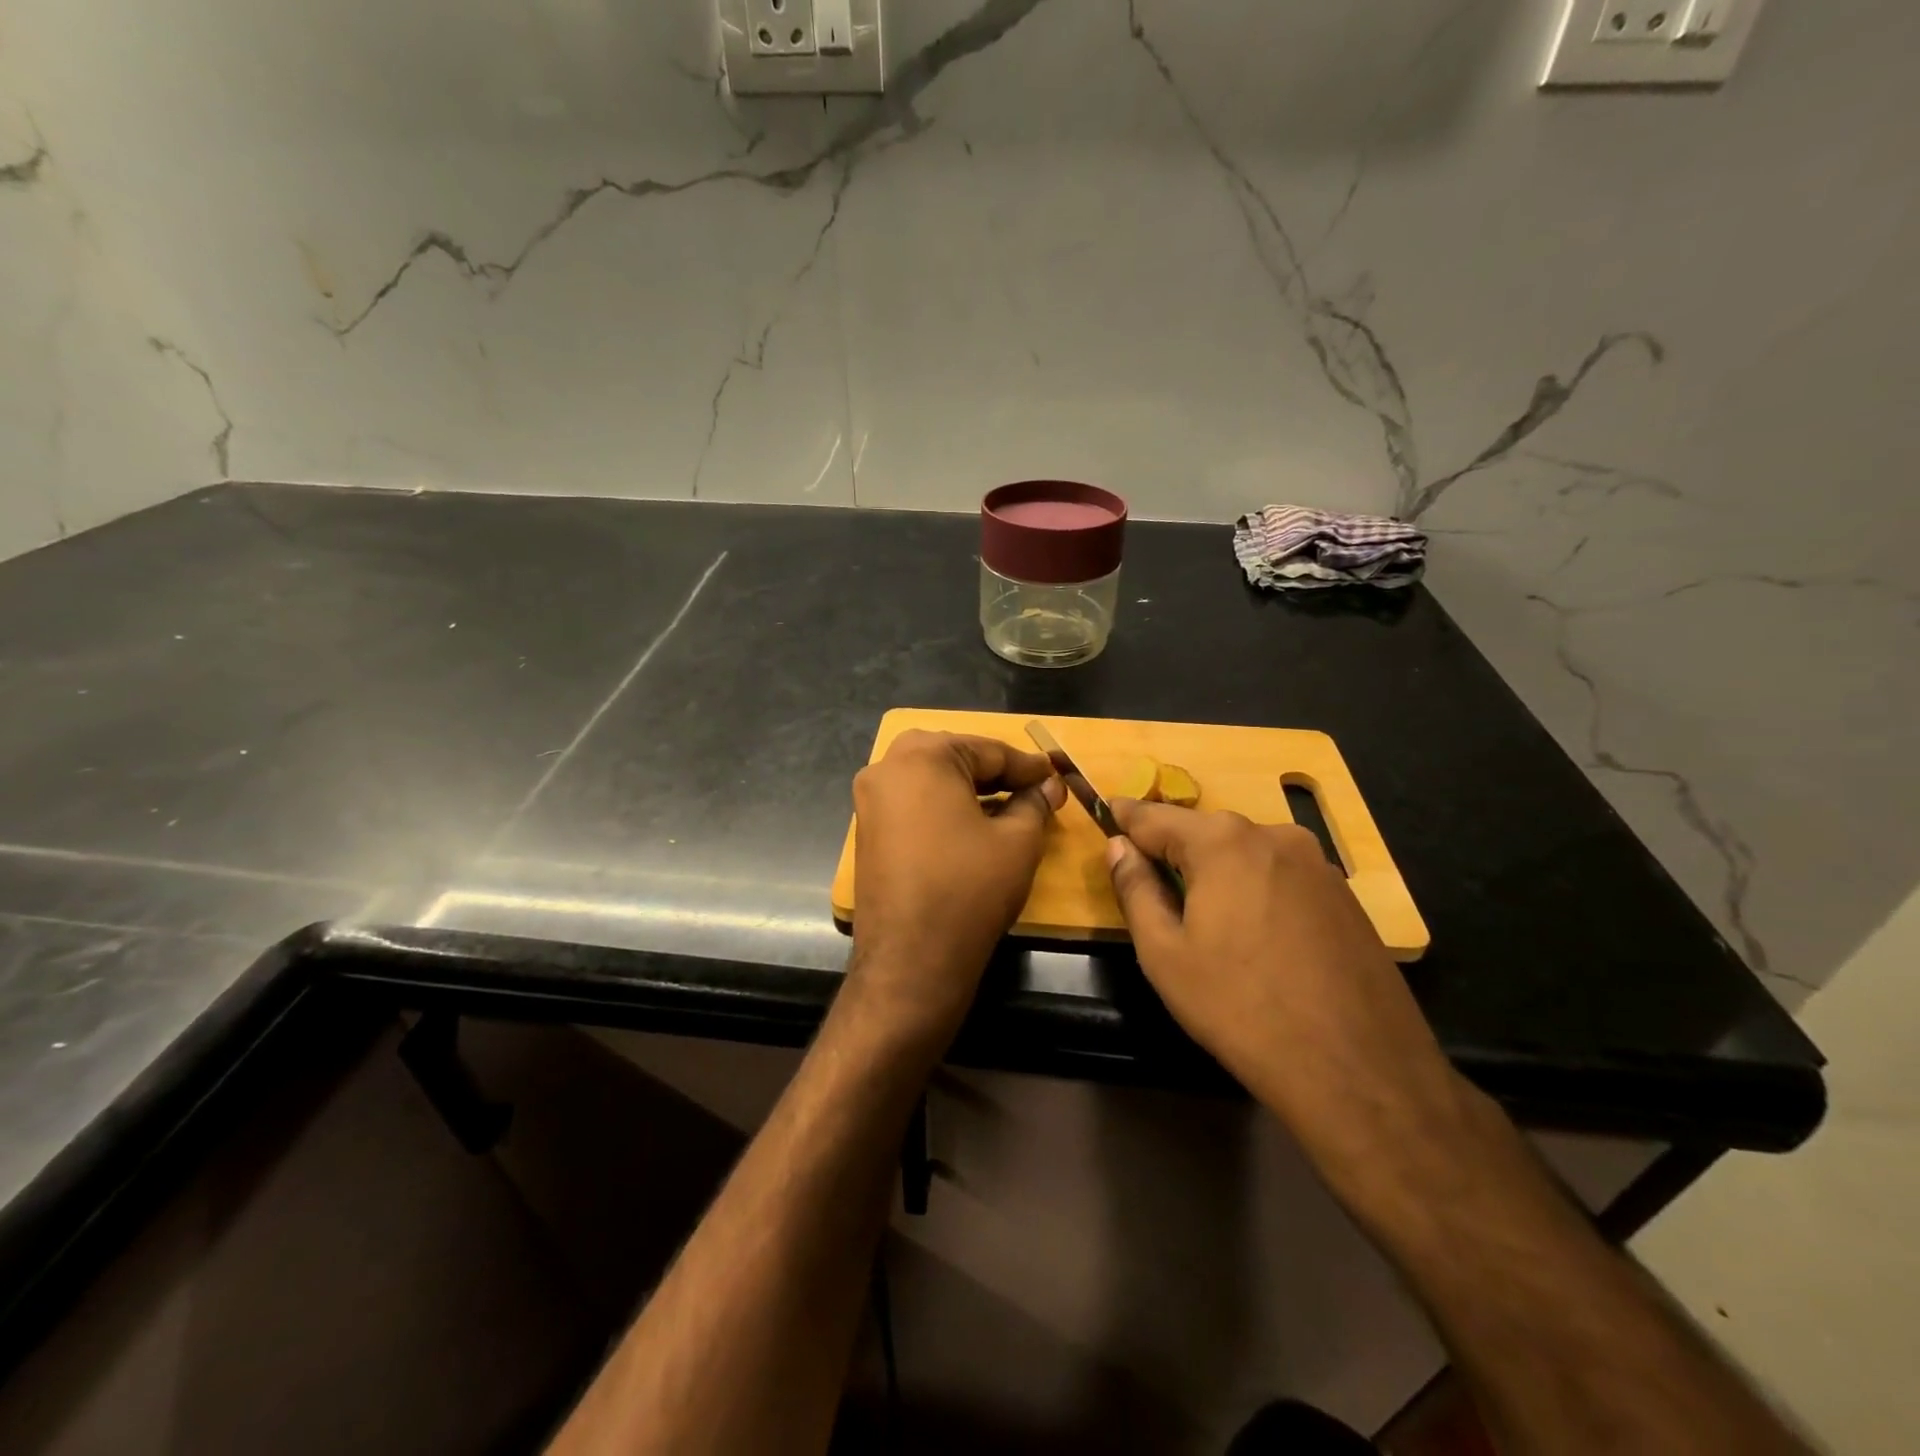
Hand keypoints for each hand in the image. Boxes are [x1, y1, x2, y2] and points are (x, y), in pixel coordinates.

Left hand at [847, 731, 1064, 1040]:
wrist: (911, 959)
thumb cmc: (970, 889)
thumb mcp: (1018, 841)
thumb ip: (1034, 802)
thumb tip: (1048, 785)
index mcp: (922, 756)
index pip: (988, 750)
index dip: (1028, 766)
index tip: (1057, 775)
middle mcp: (886, 767)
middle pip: (955, 758)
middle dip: (996, 773)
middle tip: (1033, 789)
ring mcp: (870, 800)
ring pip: (931, 780)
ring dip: (970, 790)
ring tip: (1010, 807)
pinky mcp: (867, 830)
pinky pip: (913, 804)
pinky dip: (944, 808)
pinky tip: (973, 825)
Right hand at [1104, 800, 1466, 1161]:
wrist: (1357, 1072)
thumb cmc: (1240, 1009)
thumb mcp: (1165, 954)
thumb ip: (1135, 889)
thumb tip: (1119, 847)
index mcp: (1222, 842)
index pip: (1155, 817)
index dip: (1124, 819)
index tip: (1105, 814)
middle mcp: (1273, 835)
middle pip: (1204, 832)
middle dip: (1173, 850)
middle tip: (1149, 882)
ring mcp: (1317, 863)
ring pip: (1245, 854)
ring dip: (1217, 872)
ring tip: (1204, 919)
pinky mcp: (1344, 895)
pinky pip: (1281, 876)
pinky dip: (1256, 890)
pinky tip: (1256, 937)